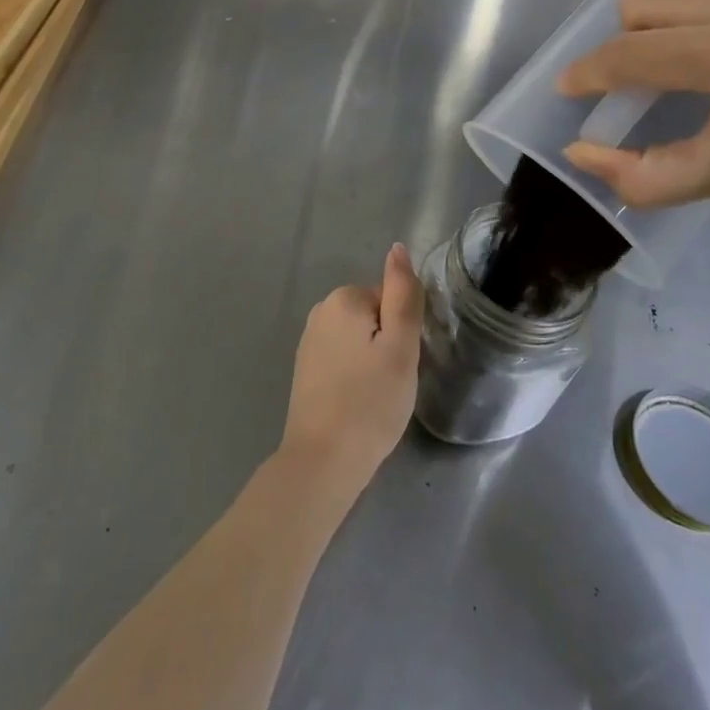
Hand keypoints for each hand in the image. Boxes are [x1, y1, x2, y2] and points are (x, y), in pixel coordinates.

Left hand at [279, 244, 422, 501]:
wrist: (323, 460)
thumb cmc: (371, 402)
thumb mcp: (401, 346)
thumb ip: (402, 294)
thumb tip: (398, 248)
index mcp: (343, 299)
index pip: (391, 300)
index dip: (403, 332)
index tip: (401, 363)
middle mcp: (320, 311)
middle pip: (374, 317)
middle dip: (388, 345)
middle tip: (392, 382)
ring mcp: (309, 341)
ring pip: (359, 340)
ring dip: (373, 362)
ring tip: (376, 397)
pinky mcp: (305, 368)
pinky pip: (343, 359)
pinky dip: (354, 377)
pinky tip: (357, 403)